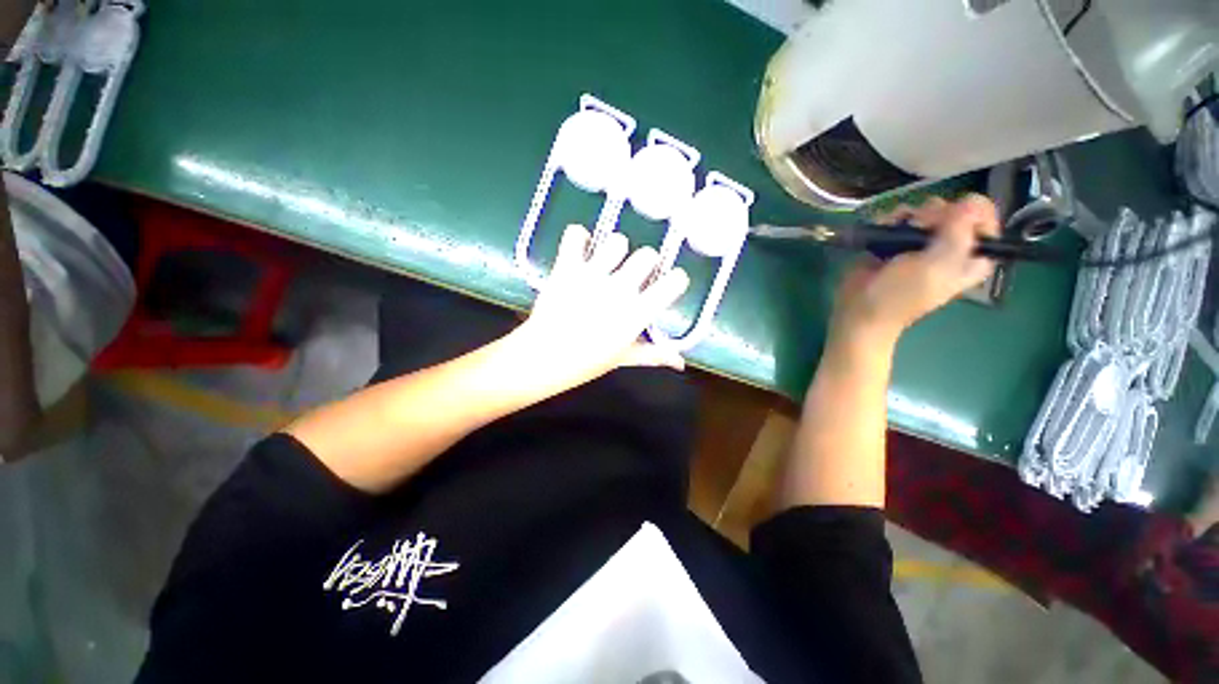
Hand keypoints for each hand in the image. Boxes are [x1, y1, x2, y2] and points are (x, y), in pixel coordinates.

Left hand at [518, 224, 690, 385]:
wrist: (543, 357)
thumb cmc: (587, 362)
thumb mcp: (625, 358)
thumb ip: (654, 355)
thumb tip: (681, 363)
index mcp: (638, 312)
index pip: (674, 281)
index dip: (675, 280)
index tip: (667, 285)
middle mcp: (620, 288)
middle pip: (647, 255)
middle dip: (645, 262)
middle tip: (633, 274)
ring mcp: (593, 275)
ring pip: (617, 241)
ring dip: (614, 250)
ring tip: (606, 262)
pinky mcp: (567, 267)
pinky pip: (576, 235)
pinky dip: (579, 238)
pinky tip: (581, 249)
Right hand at [832, 194, 999, 345]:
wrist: (860, 309)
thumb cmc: (900, 295)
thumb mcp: (936, 267)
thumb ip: (959, 233)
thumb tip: (972, 200)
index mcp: (972, 254)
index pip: (984, 215)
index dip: (966, 211)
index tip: (946, 221)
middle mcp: (951, 244)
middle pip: (953, 208)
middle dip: (933, 214)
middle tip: (918, 231)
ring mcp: (921, 241)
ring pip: (923, 209)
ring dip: (908, 216)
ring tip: (895, 234)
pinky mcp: (895, 240)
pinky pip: (898, 216)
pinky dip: (889, 219)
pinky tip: (882, 231)